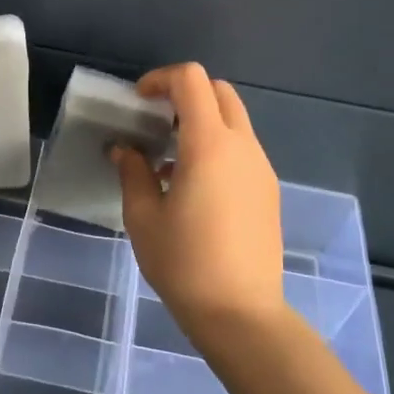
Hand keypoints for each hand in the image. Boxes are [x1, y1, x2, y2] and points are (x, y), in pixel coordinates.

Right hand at [115, 63, 285, 345]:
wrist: (242, 314)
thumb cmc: (184, 263)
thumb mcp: (143, 217)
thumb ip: (133, 172)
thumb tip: (125, 149)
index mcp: (209, 144)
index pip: (192, 80)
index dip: (161, 79)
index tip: (139, 102)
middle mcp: (242, 146)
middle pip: (219, 91)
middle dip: (185, 94)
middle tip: (156, 121)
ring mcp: (261, 168)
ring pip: (234, 120)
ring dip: (202, 121)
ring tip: (169, 159)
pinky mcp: (268, 190)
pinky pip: (242, 149)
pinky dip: (217, 146)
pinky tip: (192, 186)